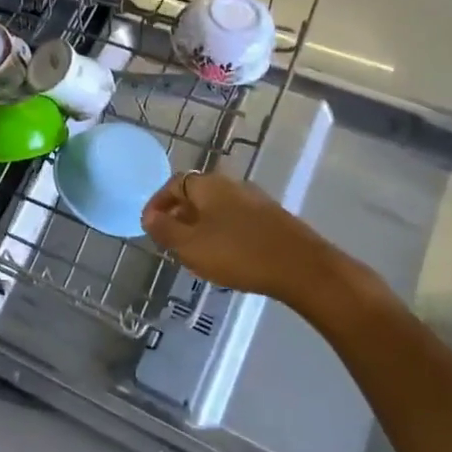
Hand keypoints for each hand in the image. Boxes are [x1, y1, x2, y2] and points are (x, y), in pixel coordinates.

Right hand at [141, 170, 390, 313]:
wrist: (302, 267)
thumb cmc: (238, 253)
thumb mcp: (190, 245)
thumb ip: (165, 230)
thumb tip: (149, 217)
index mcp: (207, 185)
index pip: (173, 184)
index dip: (157, 204)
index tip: (148, 226)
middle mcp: (231, 185)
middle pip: (196, 194)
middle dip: (179, 215)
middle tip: (169, 240)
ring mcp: (255, 200)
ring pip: (217, 208)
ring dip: (201, 225)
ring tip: (194, 252)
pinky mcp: (272, 219)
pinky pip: (236, 220)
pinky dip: (222, 232)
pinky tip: (225, 256)